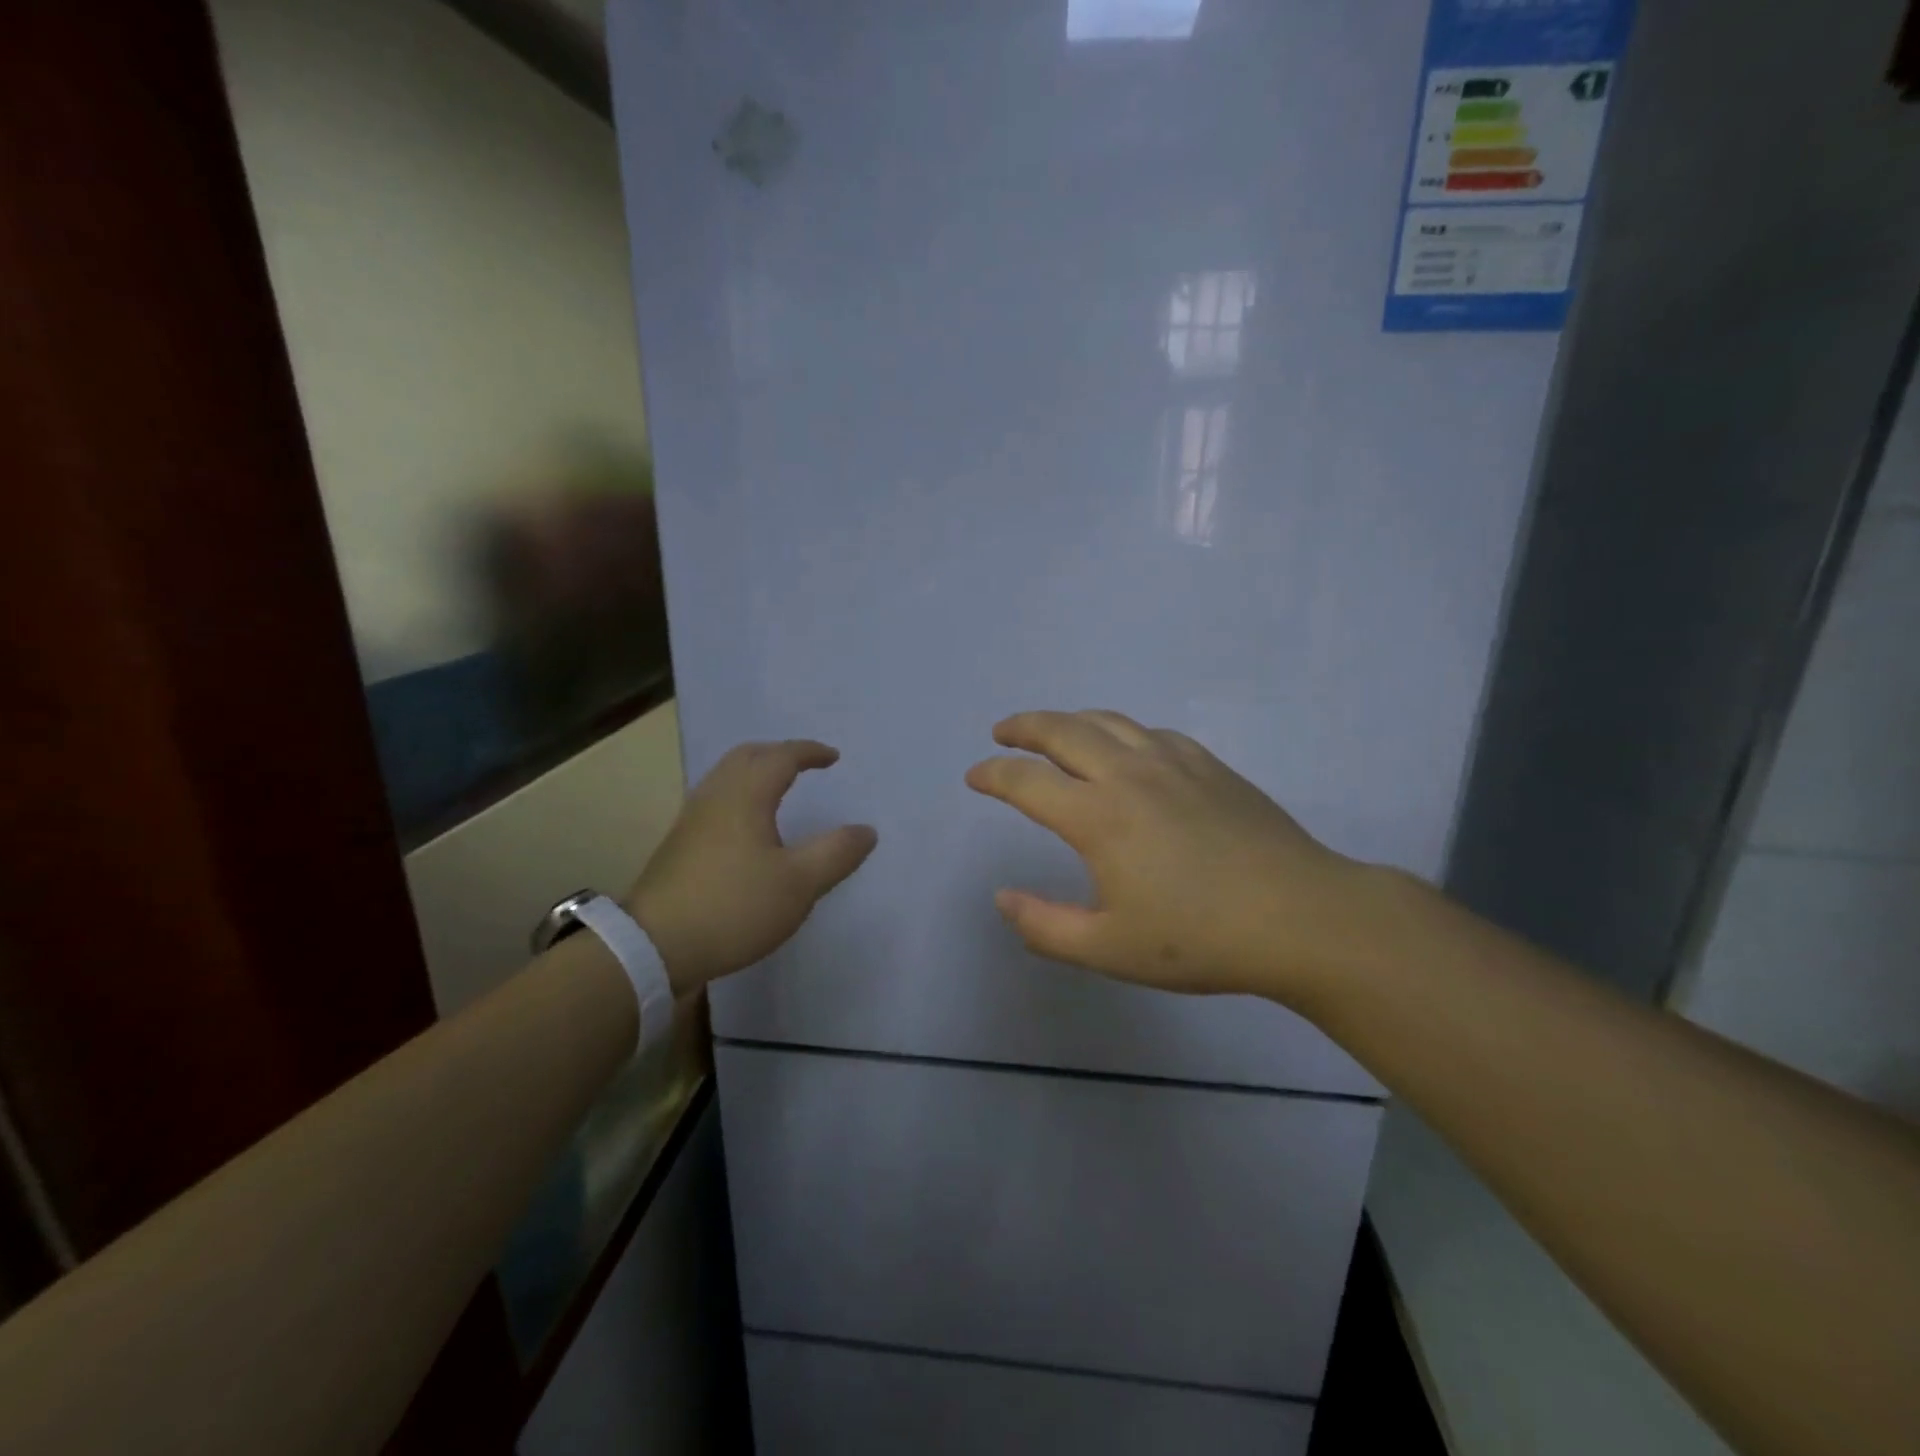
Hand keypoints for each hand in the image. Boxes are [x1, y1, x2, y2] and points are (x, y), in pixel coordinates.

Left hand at [625, 740, 876, 993]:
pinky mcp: (678, 846)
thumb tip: (866, 830)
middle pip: (746, 757)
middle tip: (804, 765)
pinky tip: (747, 827)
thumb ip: (836, 853)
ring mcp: (691, 820)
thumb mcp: (799, 884)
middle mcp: (715, 797)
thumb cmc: (734, 907)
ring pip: (725, 778)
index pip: (781, 757)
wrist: (653, 947)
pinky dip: (739, 795)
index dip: (809, 752)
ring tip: (778, 789)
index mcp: (745, 796)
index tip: (833, 758)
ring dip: (755, 772)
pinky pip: (715, 801)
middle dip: (778, 754)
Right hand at [966, 710, 1387, 1002]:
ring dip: (1070, 720)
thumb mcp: (1109, 949)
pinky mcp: (1209, 764)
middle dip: (1024, 726)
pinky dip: (1120, 731)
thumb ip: (1044, 926)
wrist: (1301, 916)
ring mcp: (1173, 762)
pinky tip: (1126, 748)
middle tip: (1003, 732)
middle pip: (1063, 730)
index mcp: (1097, 816)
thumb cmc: (1200, 938)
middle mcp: (1129, 774)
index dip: (992, 775)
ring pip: (1108, 721)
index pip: (1026, 782)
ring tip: (1053, 730)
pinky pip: (1151, 732)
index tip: (974, 776)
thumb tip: (1002, 898)